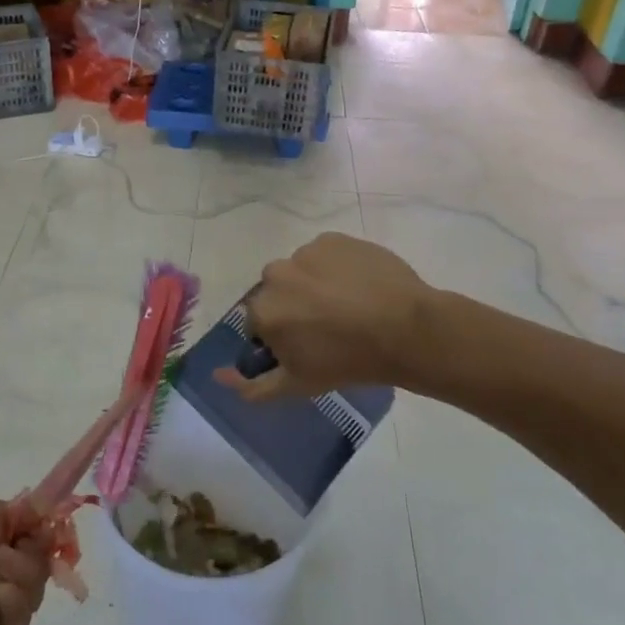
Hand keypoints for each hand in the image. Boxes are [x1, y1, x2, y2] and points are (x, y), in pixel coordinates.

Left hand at [0, 498, 49, 624]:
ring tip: (0, 592)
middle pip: (33, 557)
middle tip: (6, 562)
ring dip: (23, 585)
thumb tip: (42, 518)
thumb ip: (20, 512)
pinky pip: (17, 619)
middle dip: (30, 559)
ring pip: (30, 589)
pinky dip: (13, 611)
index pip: (22, 524)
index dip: (37, 529)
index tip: (40, 534)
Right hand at [214, 233, 432, 400]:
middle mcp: (275, 274)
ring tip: (349, 305)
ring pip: (301, 271)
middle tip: (329, 327)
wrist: (407, 330)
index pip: (260, 322)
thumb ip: (252, 385)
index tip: (308, 348)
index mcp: (263, 310)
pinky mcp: (333, 239)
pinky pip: (325, 254)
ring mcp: (306, 252)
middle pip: (278, 292)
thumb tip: (217, 375)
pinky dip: (336, 267)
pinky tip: (360, 286)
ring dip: (315, 285)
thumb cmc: (349, 362)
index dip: (283, 336)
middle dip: (295, 306)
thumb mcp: (297, 385)